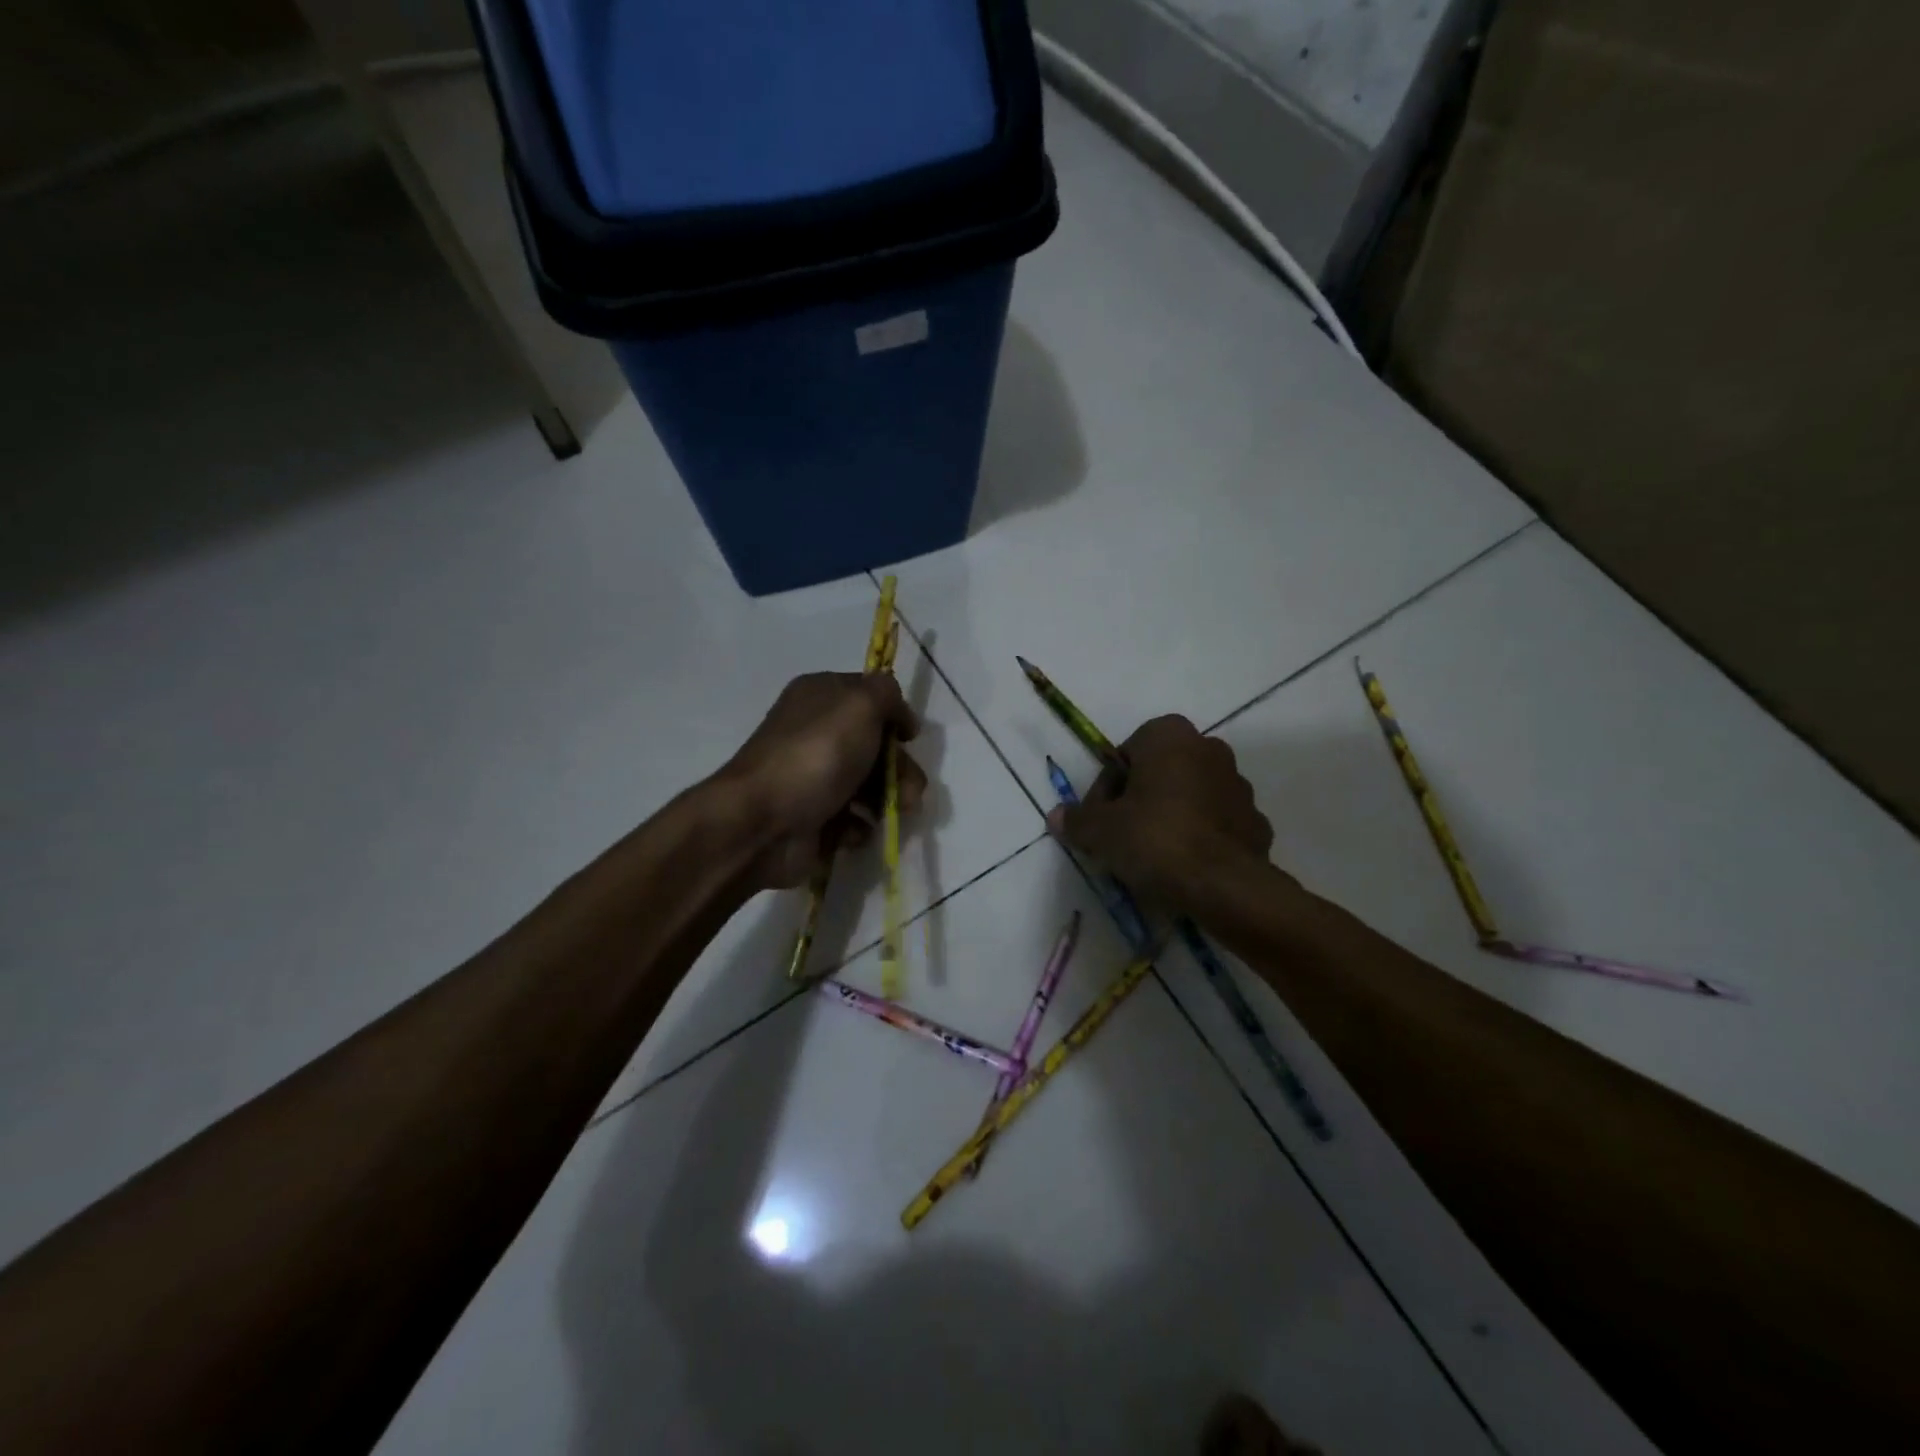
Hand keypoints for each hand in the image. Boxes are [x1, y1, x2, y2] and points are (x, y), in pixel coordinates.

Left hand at [717, 672, 926, 890]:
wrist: (762, 823)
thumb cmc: (816, 756)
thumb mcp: (860, 704)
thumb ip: (887, 693)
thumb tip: (897, 712)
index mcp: (821, 695)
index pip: (870, 695)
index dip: (895, 715)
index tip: (910, 738)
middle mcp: (816, 731)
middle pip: (876, 744)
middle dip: (901, 768)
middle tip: (910, 791)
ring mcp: (814, 776)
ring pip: (870, 784)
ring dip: (890, 800)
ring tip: (890, 816)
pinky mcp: (814, 816)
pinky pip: (852, 817)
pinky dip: (860, 825)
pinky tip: (854, 830)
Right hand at [1046, 715, 1273, 915]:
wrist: (1222, 885)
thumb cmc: (1154, 839)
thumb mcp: (1100, 831)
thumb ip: (1077, 819)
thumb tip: (1057, 816)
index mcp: (1169, 736)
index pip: (1125, 754)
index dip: (1107, 788)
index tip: (1100, 819)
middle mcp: (1208, 748)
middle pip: (1160, 772)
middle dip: (1140, 798)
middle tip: (1121, 835)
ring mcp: (1238, 784)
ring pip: (1190, 795)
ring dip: (1171, 815)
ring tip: (1152, 855)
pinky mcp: (1255, 820)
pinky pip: (1216, 823)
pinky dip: (1200, 836)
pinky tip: (1184, 865)